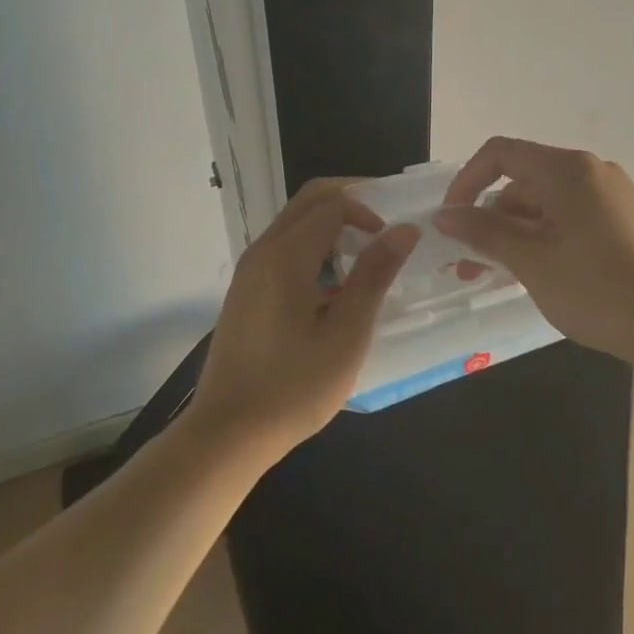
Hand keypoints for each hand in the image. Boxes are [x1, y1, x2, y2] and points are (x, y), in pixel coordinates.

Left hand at [189, 179, 419, 461]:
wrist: (228, 432)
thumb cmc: (295, 386)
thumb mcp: (346, 333)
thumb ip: (374, 275)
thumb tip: (404, 229)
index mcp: (286, 255)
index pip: (333, 204)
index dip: (369, 211)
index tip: (394, 241)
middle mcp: (263, 250)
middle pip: (309, 200)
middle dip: (350, 201)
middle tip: (385, 227)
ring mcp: (249, 269)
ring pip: (295, 221)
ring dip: (332, 224)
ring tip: (365, 256)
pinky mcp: (245, 289)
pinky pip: (283, 246)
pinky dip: (313, 245)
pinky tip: (333, 283)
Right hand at [436, 137, 633, 362]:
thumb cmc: (598, 289)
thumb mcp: (531, 261)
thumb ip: (483, 231)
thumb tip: (444, 214)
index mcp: (566, 169)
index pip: (500, 153)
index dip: (466, 181)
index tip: (451, 222)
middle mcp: (591, 171)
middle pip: (524, 181)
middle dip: (491, 219)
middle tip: (471, 266)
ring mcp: (613, 196)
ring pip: (547, 204)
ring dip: (517, 234)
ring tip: (503, 278)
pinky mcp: (627, 221)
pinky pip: (572, 219)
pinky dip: (546, 239)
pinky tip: (542, 276)